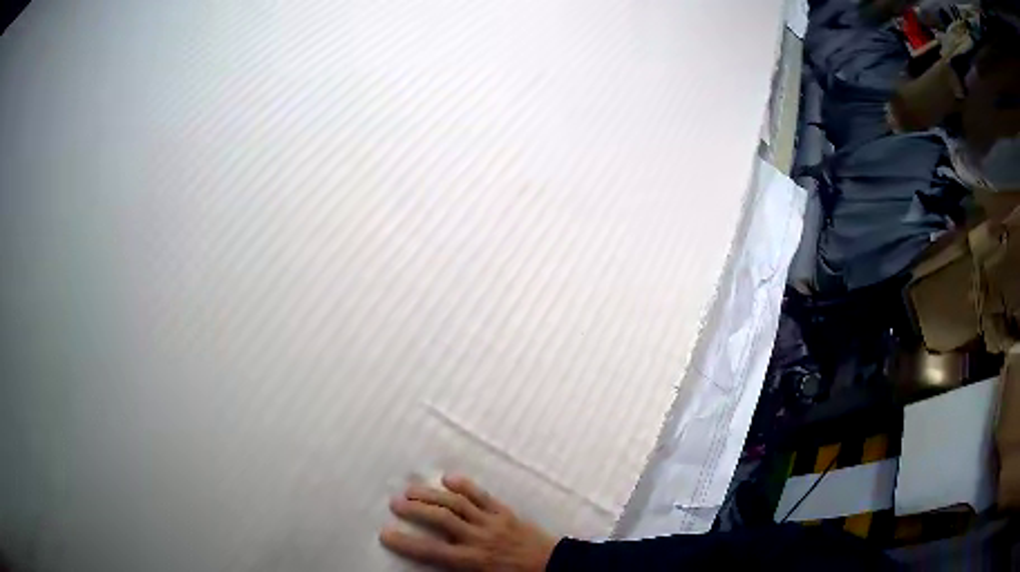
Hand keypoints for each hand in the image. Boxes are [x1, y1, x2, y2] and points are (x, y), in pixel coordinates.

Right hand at [380, 475, 559, 570]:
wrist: (554, 567)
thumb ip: (457, 571)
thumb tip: (434, 566)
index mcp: (472, 560)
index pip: (432, 552)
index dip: (406, 543)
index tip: (384, 533)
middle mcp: (478, 538)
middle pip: (441, 520)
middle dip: (416, 510)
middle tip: (395, 502)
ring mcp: (492, 522)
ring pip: (457, 504)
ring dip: (432, 495)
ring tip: (411, 489)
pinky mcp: (505, 512)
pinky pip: (483, 496)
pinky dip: (465, 486)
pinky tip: (448, 478)